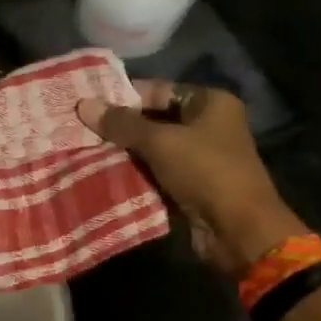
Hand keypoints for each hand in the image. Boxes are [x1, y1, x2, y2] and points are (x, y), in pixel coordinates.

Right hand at [78, 81, 304, 274]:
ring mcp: (201, 158)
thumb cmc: (205, 172)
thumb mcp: (160, 142)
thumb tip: (84, 105)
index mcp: (210, 103)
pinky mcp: (191, 186)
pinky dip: (136, 175)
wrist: (238, 230)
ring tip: (86, 151)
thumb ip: (122, 124)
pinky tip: (105, 174)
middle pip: (155, 120)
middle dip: (121, 128)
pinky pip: (157, 173)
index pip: (159, 90)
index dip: (124, 97)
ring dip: (125, 153)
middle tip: (82, 129)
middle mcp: (208, 125)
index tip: (89, 104)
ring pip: (154, 149)